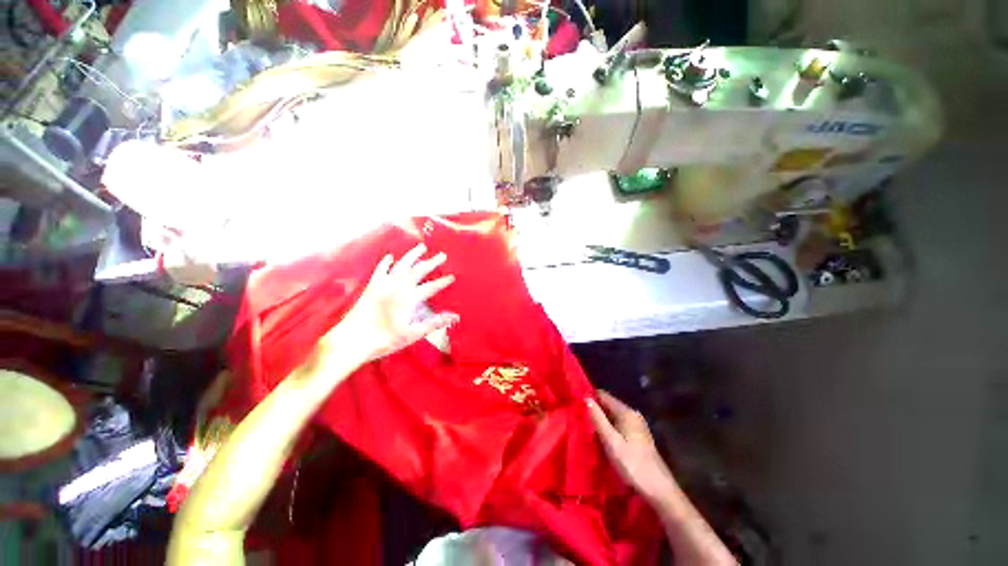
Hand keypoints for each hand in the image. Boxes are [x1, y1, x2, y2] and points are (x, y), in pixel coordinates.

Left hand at [337, 243, 458, 363]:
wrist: (351, 341)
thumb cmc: (384, 340)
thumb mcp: (413, 334)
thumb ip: (434, 323)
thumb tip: (454, 316)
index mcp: (409, 298)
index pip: (431, 287)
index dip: (443, 282)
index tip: (452, 276)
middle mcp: (397, 287)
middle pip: (418, 271)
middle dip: (432, 262)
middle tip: (442, 255)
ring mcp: (383, 285)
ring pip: (401, 265)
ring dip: (412, 255)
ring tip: (421, 247)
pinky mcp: (371, 287)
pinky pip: (380, 270)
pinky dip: (386, 262)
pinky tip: (390, 256)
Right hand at [587, 391, 675, 503]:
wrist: (659, 490)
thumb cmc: (633, 464)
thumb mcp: (611, 441)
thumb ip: (598, 419)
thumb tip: (586, 398)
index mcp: (627, 412)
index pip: (604, 395)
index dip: (590, 397)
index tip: (574, 401)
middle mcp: (632, 414)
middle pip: (608, 405)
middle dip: (594, 409)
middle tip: (576, 414)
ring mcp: (636, 426)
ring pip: (613, 416)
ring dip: (600, 419)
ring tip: (583, 424)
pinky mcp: (637, 437)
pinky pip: (618, 425)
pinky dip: (608, 428)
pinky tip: (599, 436)